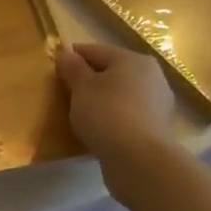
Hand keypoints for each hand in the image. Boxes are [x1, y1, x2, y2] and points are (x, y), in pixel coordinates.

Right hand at [56, 41, 177, 178]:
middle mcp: (151, 76)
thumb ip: (72, 68)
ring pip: (119, 94)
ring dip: (100, 100)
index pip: (94, 50)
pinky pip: (126, 114)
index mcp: (133, 59)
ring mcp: (157, 102)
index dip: (71, 57)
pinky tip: (97, 129)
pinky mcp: (156, 127)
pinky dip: (111, 117)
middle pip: (110, 71)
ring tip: (78, 114)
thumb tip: (65, 53)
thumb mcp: (81, 87)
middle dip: (87, 80)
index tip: (52, 70)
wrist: (140, 160)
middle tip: (64, 93)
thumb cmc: (106, 114)